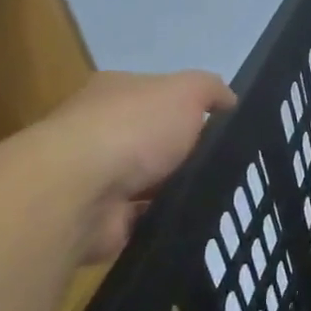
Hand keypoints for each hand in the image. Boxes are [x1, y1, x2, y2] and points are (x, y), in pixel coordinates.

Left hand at [29, 70, 235, 262]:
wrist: (80, 192)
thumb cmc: (133, 130)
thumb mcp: (186, 91)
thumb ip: (210, 89)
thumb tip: (229, 101)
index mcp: (115, 93)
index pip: (157, 96)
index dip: (192, 109)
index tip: (225, 129)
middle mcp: (99, 131)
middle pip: (155, 141)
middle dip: (187, 153)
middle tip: (228, 166)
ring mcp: (96, 177)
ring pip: (150, 182)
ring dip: (177, 189)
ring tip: (220, 198)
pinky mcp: (100, 218)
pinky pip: (143, 219)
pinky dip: (164, 220)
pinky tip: (192, 222)